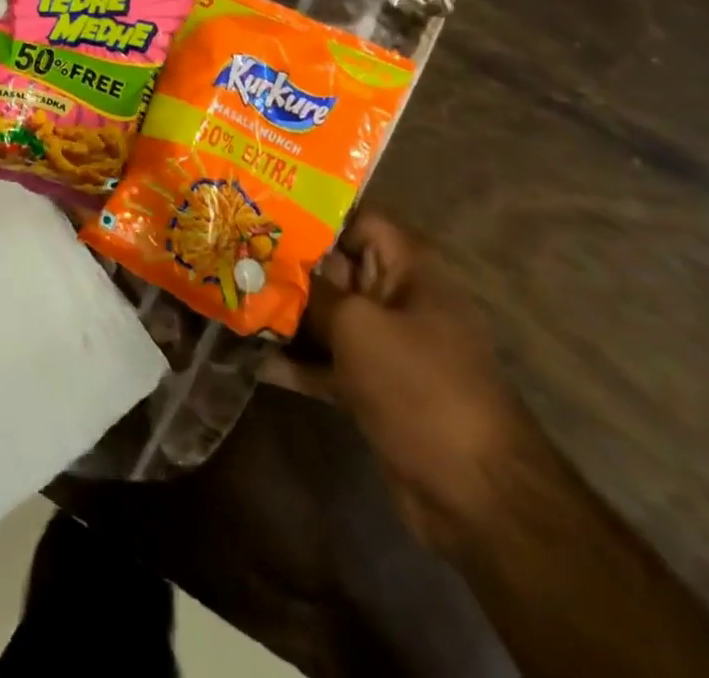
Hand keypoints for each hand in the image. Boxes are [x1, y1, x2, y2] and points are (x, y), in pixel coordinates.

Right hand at [261, 212, 535, 552]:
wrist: (478, 497)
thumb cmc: (421, 386)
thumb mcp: (358, 326)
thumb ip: (311, 292)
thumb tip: (272, 271)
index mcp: (409, 270)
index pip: (357, 221)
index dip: (313, 214)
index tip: (262, 211)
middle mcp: (398, 300)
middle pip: (334, 269)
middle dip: (285, 265)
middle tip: (230, 254)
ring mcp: (387, 347)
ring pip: (326, 317)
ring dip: (284, 314)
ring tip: (230, 300)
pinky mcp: (374, 388)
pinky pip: (327, 361)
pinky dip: (295, 361)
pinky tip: (250, 359)